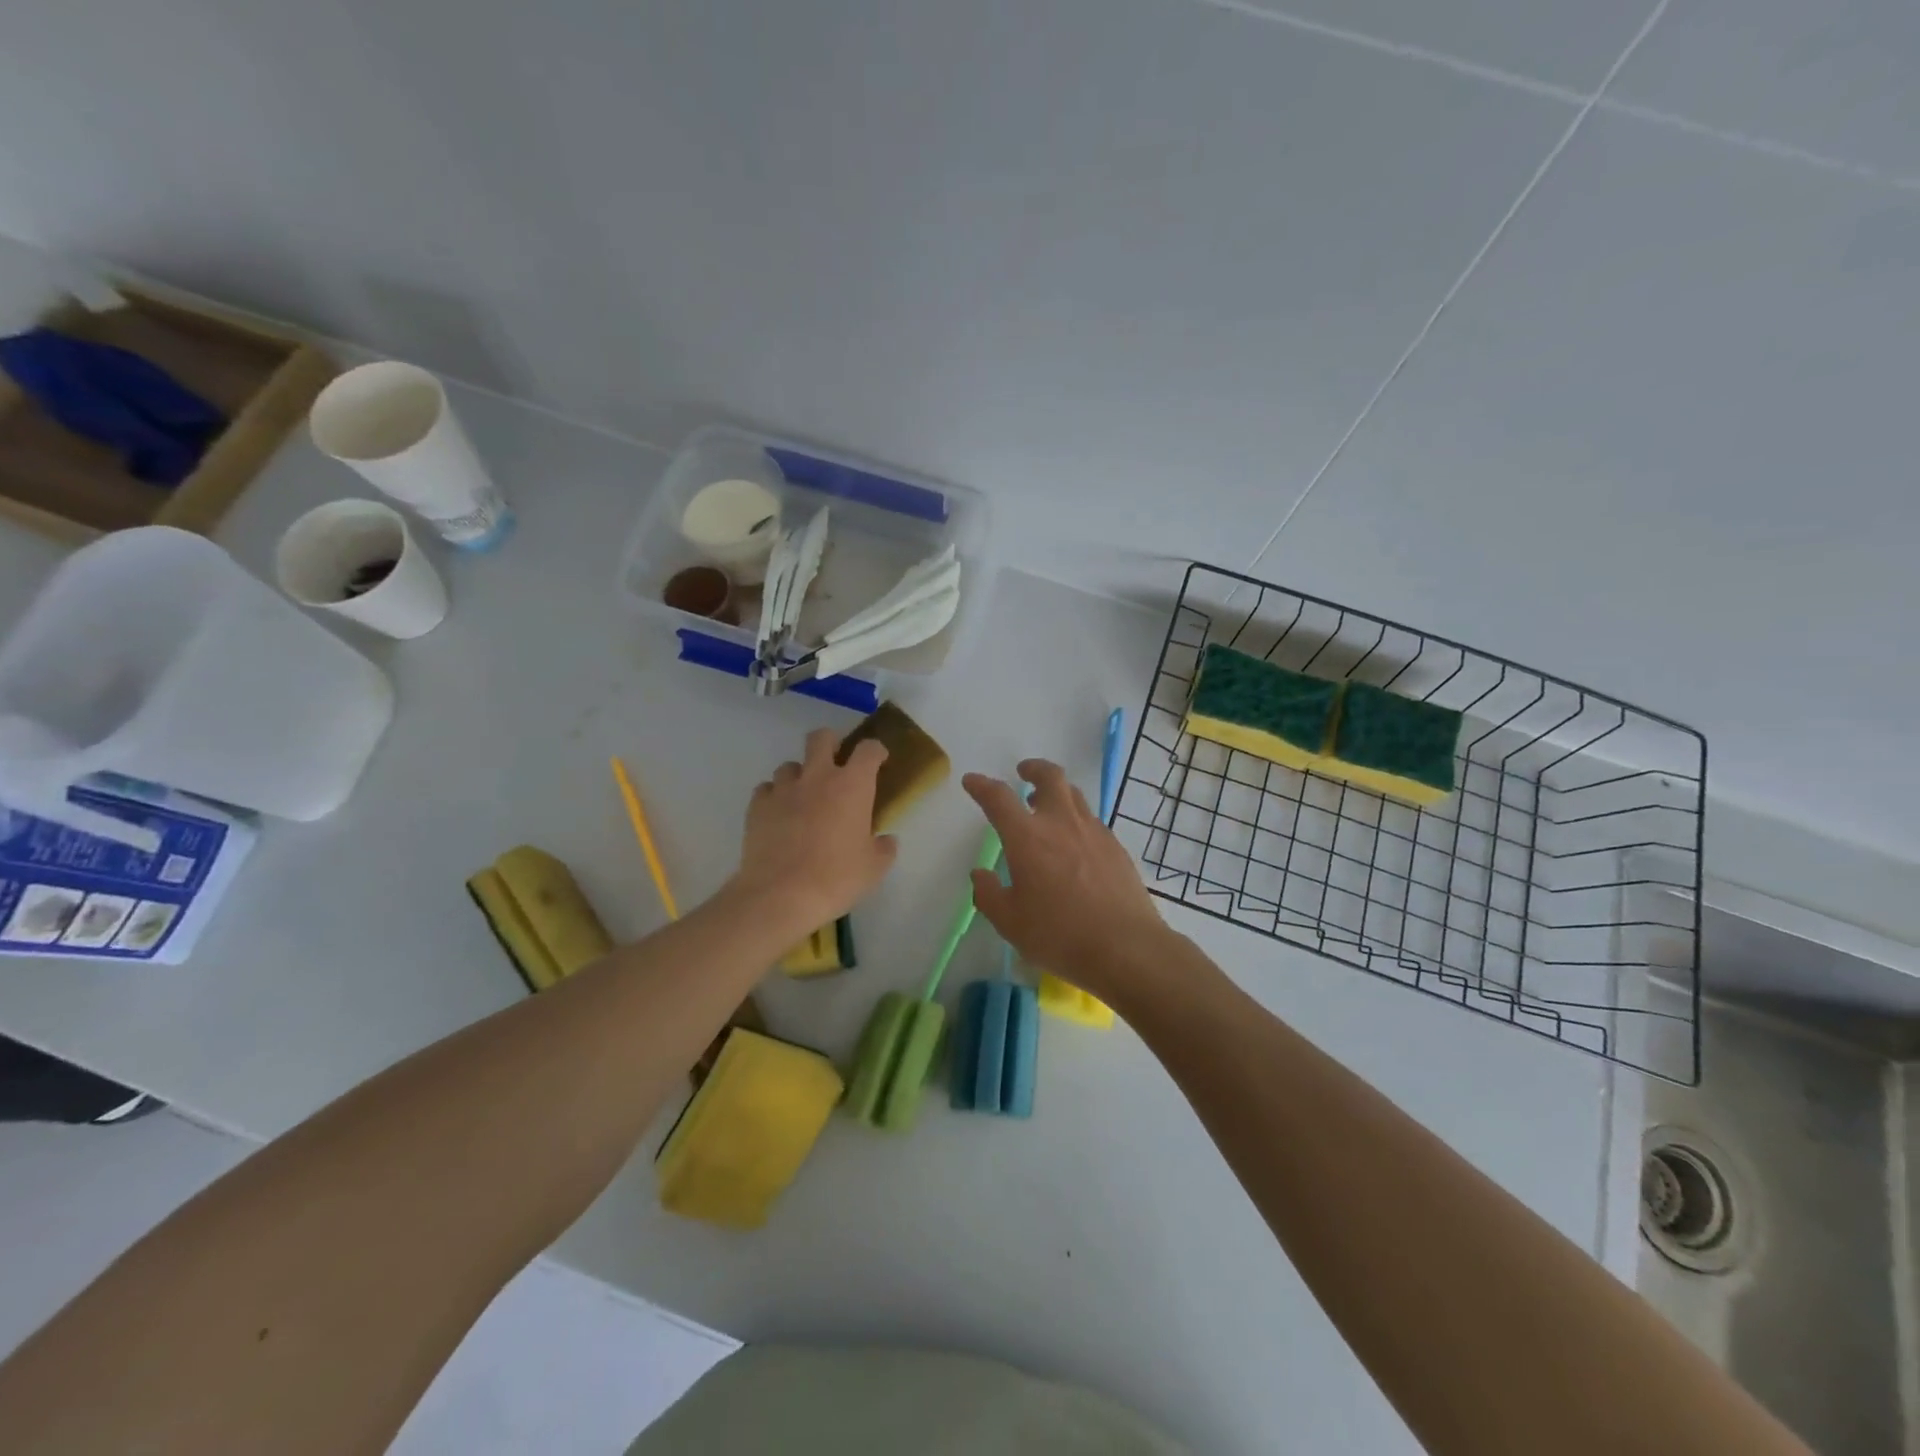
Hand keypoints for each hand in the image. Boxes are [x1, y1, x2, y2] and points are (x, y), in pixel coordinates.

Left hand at [731, 728, 897, 931]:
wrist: (781, 895)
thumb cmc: (837, 878)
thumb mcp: (874, 868)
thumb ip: (884, 848)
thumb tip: (885, 840)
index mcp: (852, 785)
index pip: (868, 749)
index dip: (876, 751)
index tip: (879, 762)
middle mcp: (817, 777)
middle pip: (821, 738)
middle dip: (830, 744)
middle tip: (836, 766)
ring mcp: (784, 789)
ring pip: (790, 765)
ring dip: (800, 776)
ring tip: (803, 798)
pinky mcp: (757, 806)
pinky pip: (766, 789)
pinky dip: (774, 797)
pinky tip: (779, 816)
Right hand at [964, 760, 1172, 1003]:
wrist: (1126, 947)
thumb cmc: (1059, 935)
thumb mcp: (1010, 922)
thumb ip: (989, 894)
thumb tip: (980, 875)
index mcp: (1027, 838)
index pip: (998, 798)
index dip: (981, 785)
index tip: (972, 782)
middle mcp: (1061, 823)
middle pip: (1050, 777)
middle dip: (1033, 769)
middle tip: (1023, 773)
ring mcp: (1094, 832)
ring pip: (1074, 795)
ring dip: (1057, 792)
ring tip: (1047, 807)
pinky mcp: (1116, 847)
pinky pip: (1092, 821)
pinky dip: (1077, 820)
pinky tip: (1075, 843)